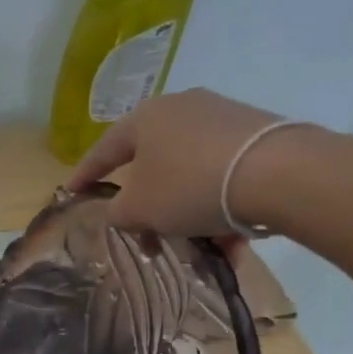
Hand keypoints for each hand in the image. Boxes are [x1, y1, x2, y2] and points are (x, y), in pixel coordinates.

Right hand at [67, 88, 325, 238]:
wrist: (281, 173)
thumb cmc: (190, 186)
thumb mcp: (139, 209)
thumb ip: (119, 214)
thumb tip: (125, 213)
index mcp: (144, 119)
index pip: (103, 151)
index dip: (84, 176)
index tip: (71, 192)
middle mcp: (181, 108)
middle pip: (151, 164)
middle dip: (147, 205)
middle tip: (145, 236)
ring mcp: (222, 117)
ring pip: (190, 173)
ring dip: (186, 211)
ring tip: (197, 245)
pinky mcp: (256, 133)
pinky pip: (223, 175)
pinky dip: (219, 205)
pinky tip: (232, 237)